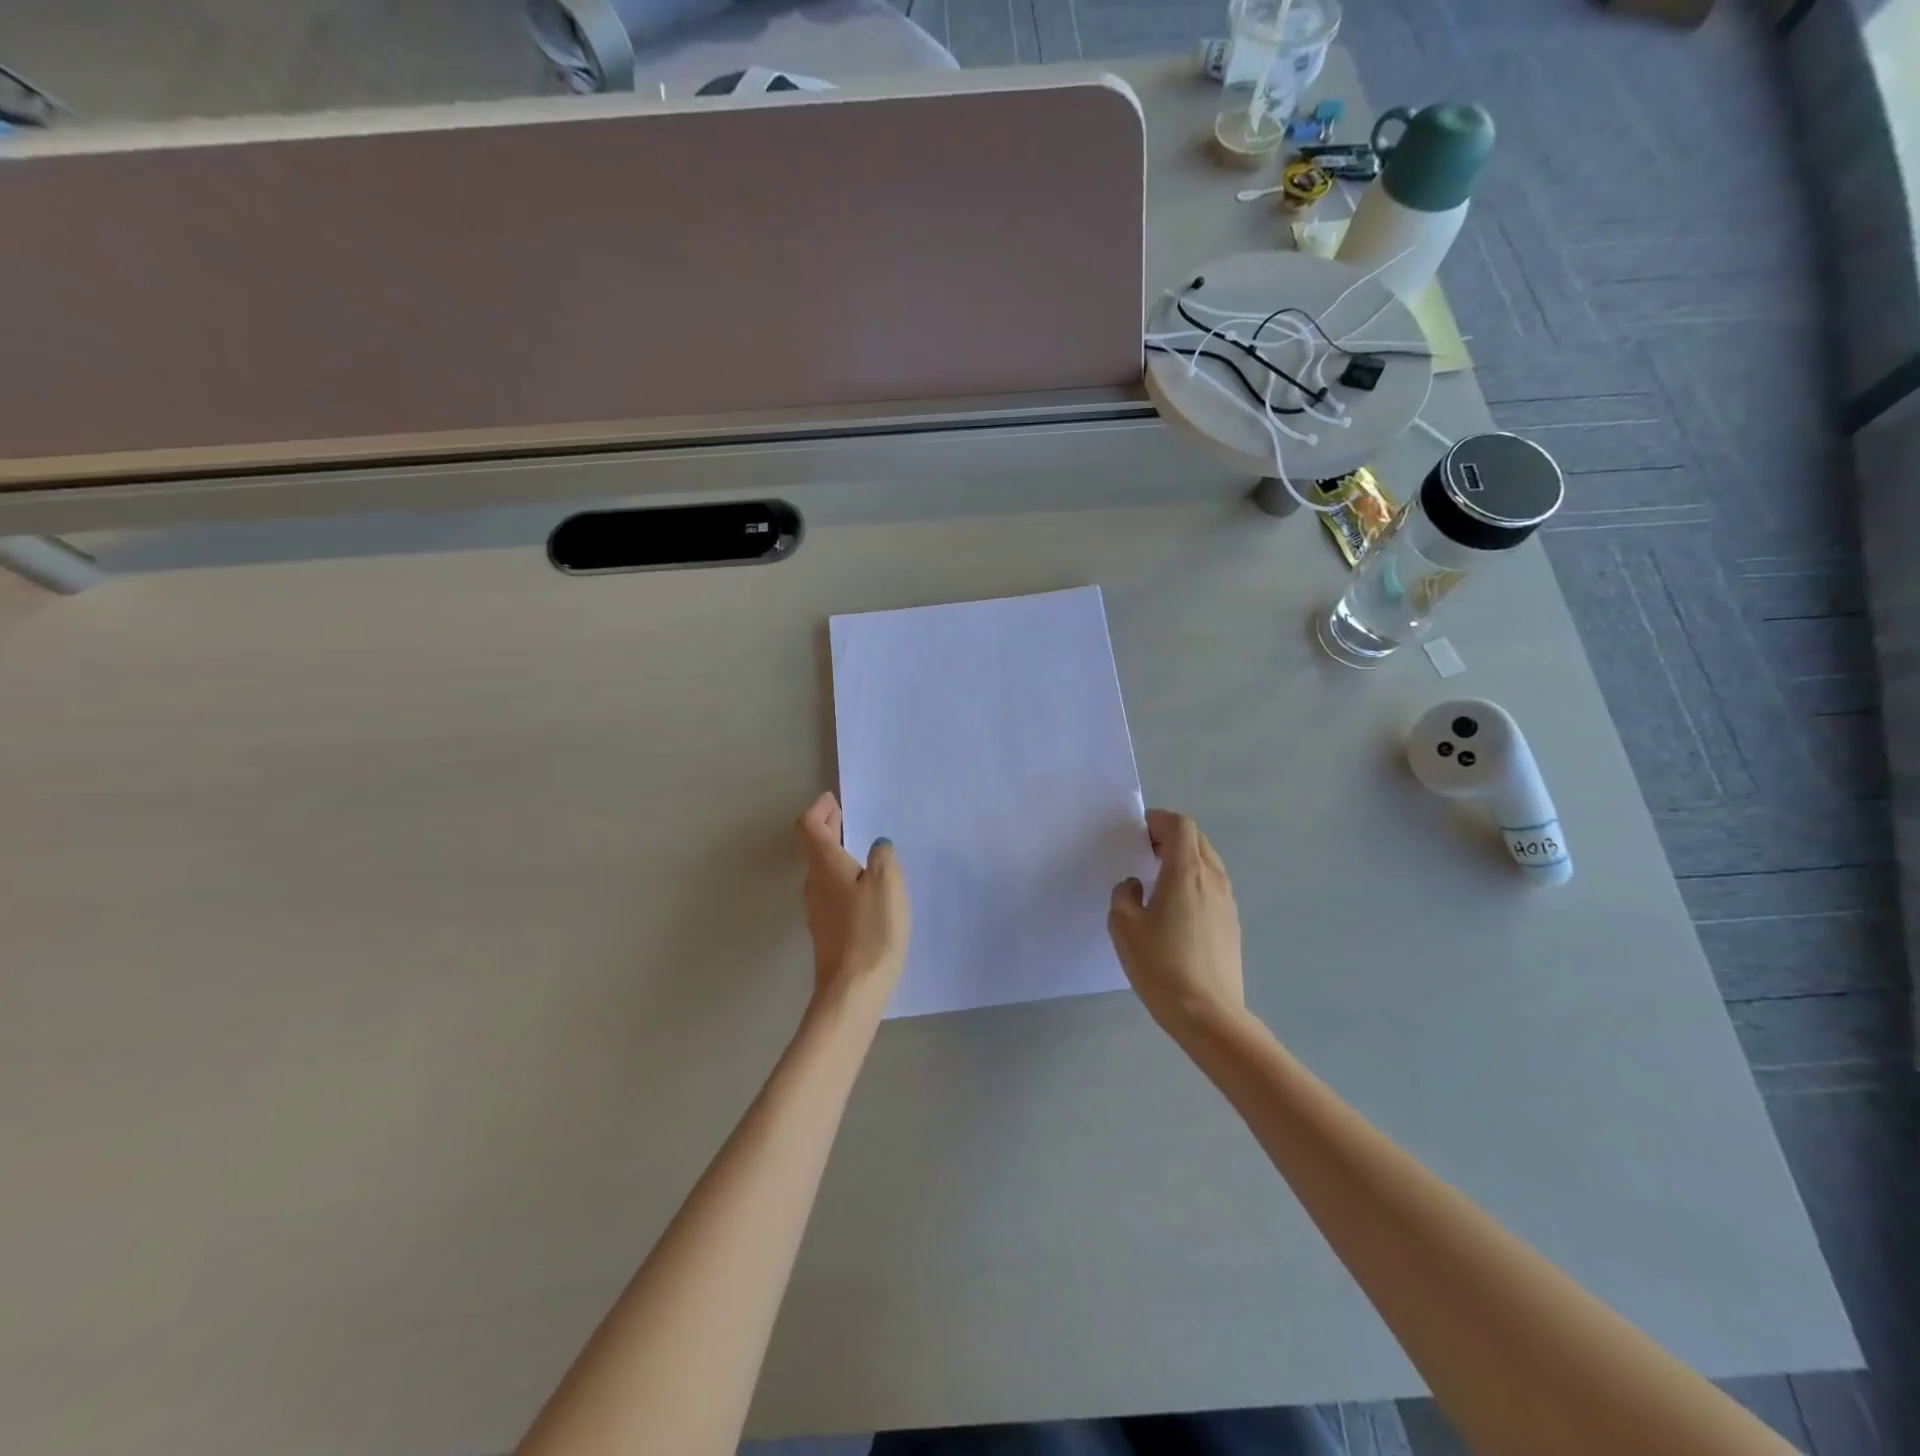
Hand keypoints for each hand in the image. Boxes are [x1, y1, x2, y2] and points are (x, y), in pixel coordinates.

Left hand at [796, 792, 909, 1007]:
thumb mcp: (886, 884)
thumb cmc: (871, 931)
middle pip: (814, 847)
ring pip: (822, 870)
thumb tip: (876, 845)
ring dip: (836, 852)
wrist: (852, 991)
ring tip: (860, 848)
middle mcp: (814, 884)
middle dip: (829, 827)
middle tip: (847, 816)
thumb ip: (882, 858)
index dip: (819, 809)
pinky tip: (865, 886)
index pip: (809, 826)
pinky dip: (842, 876)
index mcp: (824, 866)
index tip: (833, 799)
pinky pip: (831, 890)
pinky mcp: (827, 931)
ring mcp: (817, 910)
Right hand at [1108, 809, 1244, 1032]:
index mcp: (1186, 871)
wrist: (1207, 1014)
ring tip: (1159, 881)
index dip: (1159, 821)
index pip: (1180, 825)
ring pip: (1208, 863)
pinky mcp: (1232, 924)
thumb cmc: (1160, 964)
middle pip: (1196, 840)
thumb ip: (1124, 895)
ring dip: (1184, 860)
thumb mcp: (1123, 926)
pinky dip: (1194, 882)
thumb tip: (1135, 886)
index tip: (1138, 833)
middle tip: (1145, 853)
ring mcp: (1227, 902)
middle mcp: (1212, 878)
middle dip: (1170, 837)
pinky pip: (1213, 886)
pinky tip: (1175, 910)